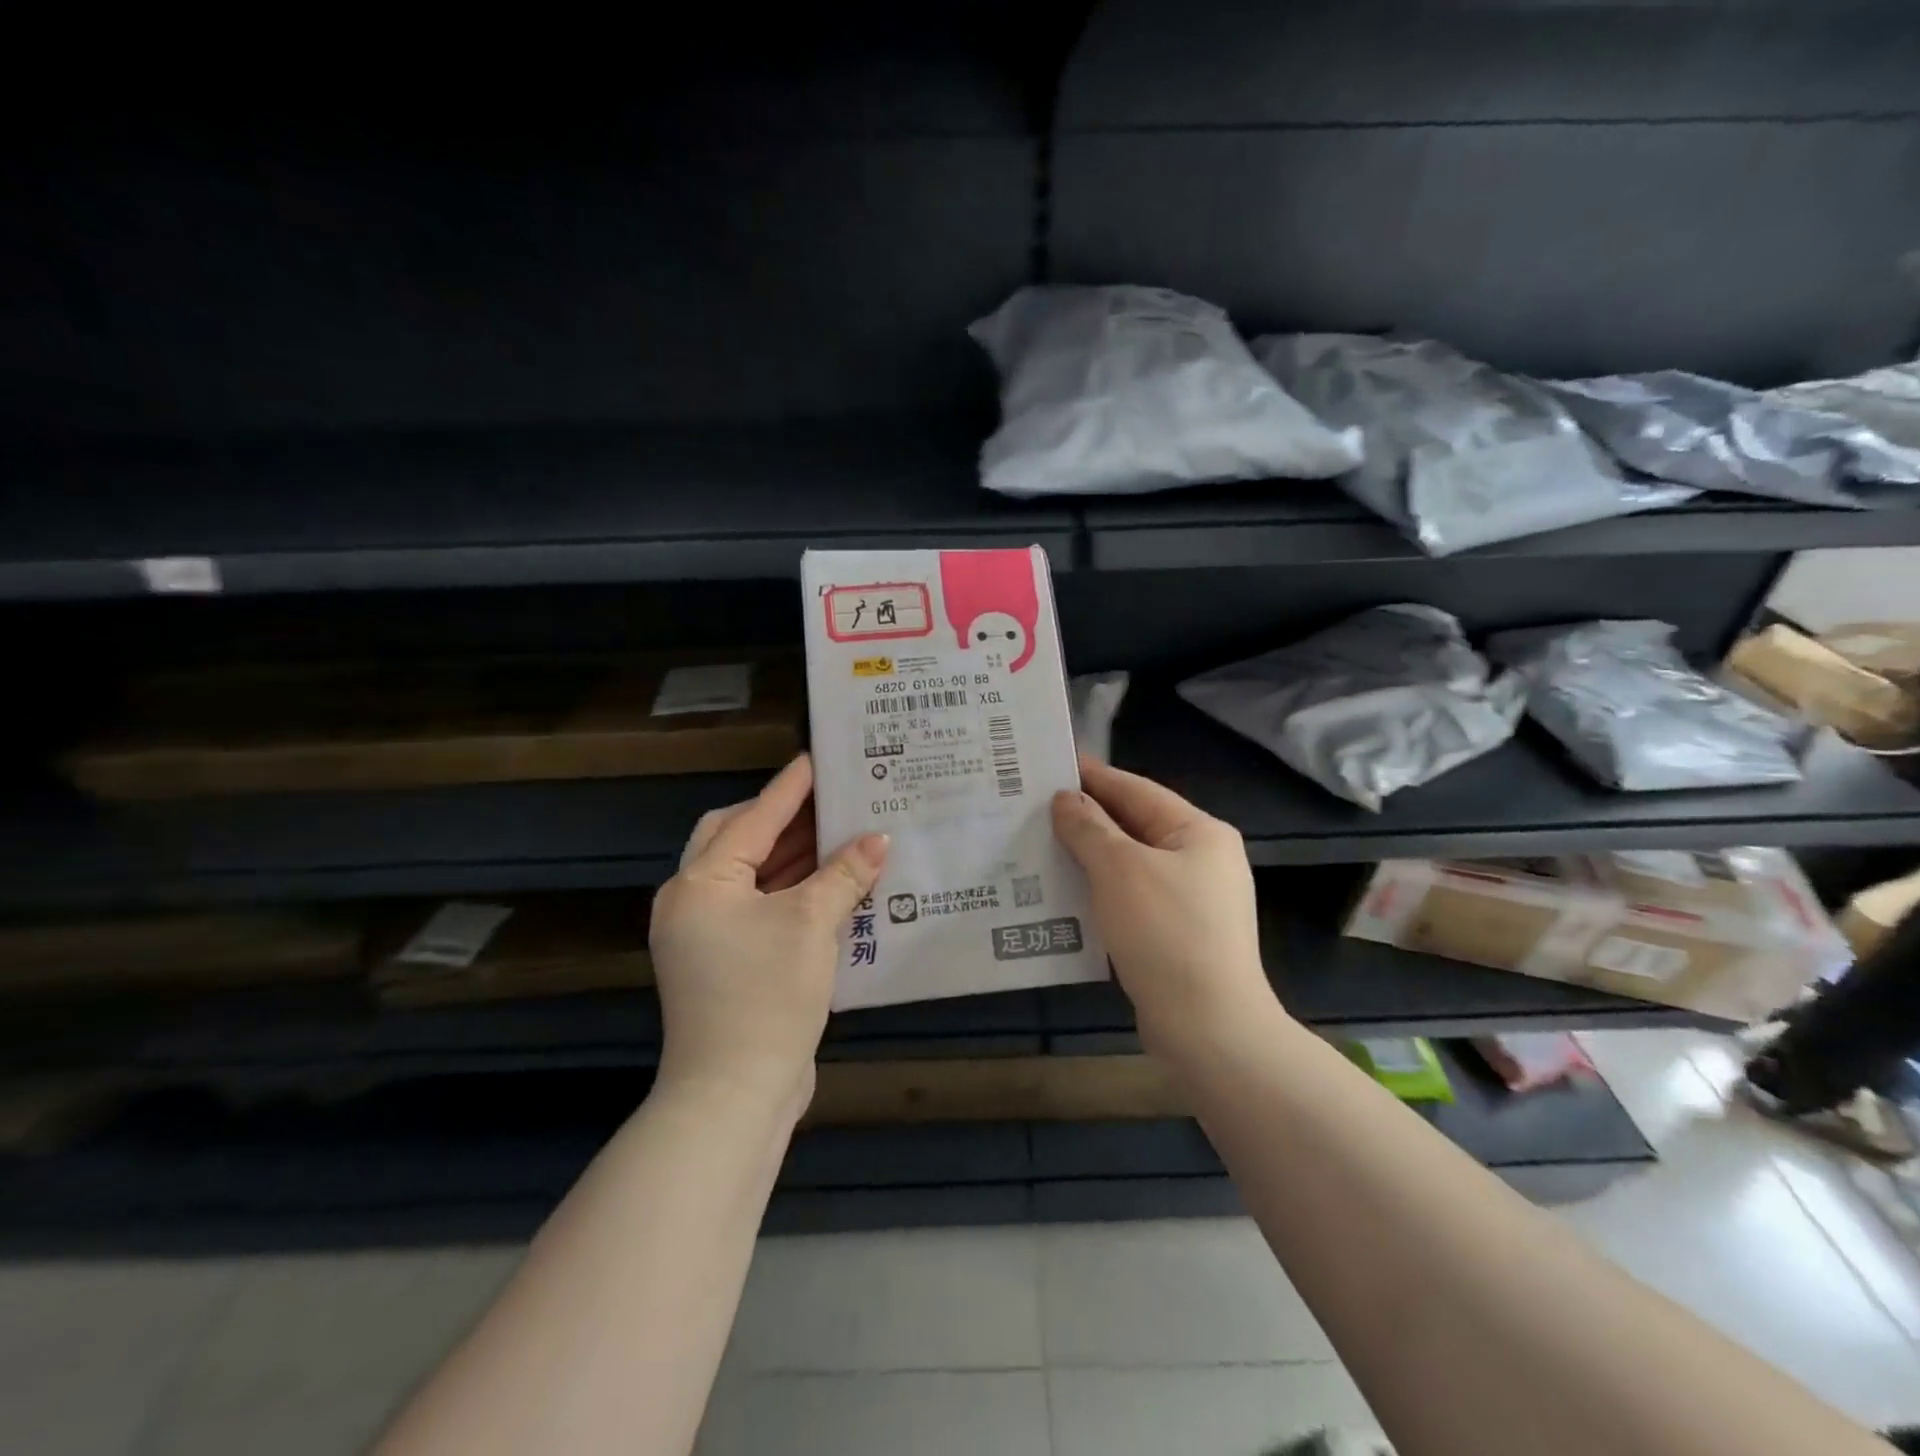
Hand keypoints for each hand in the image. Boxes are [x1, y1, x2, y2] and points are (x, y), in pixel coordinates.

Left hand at [649, 755, 888, 1119]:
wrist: (734, 1095)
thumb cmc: (766, 996)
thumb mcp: (811, 924)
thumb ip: (844, 874)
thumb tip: (878, 839)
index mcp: (700, 883)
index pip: (754, 818)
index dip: (790, 788)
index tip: (819, 758)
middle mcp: (694, 902)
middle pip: (740, 840)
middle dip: (785, 818)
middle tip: (829, 799)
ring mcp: (707, 935)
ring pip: (753, 876)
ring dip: (794, 856)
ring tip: (841, 832)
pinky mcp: (727, 962)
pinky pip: (761, 908)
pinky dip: (792, 891)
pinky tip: (833, 883)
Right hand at [1052, 756, 1278, 1056]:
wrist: (1209, 1028)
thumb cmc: (1166, 933)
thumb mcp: (1120, 869)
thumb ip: (1089, 828)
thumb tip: (1065, 799)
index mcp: (1199, 832)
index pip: (1136, 790)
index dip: (1092, 776)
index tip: (1050, 765)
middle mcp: (1202, 859)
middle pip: (1135, 825)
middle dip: (1086, 817)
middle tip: (1034, 806)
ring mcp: (1193, 899)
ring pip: (1130, 863)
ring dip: (1089, 855)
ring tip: (1040, 845)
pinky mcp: (1178, 934)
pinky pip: (1132, 896)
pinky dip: (1101, 889)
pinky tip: (1066, 892)